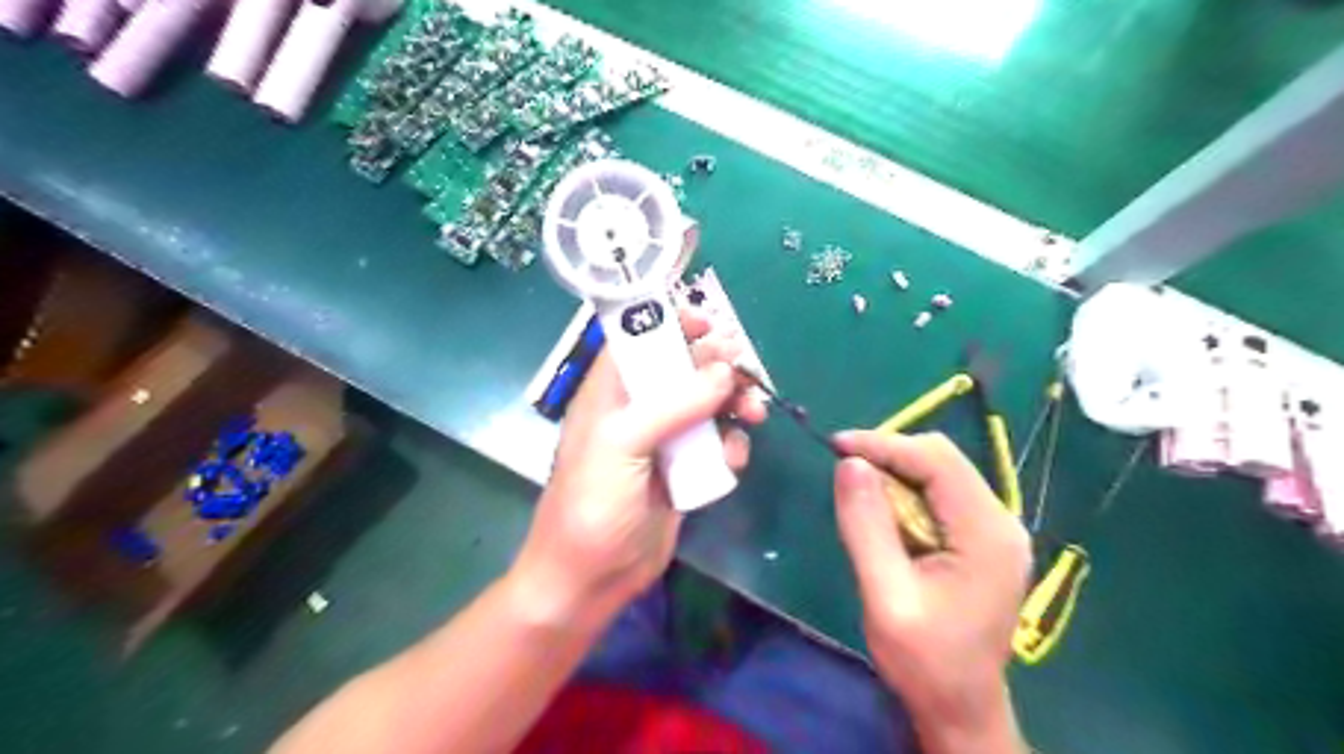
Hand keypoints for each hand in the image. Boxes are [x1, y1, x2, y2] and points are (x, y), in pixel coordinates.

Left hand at [515, 310, 764, 633]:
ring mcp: (664, 441)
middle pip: (684, 370)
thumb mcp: (622, 445)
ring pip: (708, 406)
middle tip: (745, 374)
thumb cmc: (593, 504)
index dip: (672, 324)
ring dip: (734, 404)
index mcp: (611, 393)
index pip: (640, 340)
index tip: (709, 325)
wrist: (592, 579)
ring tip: (753, 414)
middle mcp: (638, 410)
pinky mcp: (685, 471)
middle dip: (717, 367)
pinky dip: (732, 446)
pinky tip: (734, 460)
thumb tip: (723, 371)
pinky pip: (717, 444)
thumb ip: (673, 405)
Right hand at [833, 429, 1031, 748]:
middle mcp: (1001, 521)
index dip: (884, 444)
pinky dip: (906, 491)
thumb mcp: (885, 596)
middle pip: (943, 458)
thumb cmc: (924, 660)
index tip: (836, 446)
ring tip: (857, 490)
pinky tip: (883, 511)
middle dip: (889, 454)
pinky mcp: (983, 538)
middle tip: (844, 470)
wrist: (961, 707)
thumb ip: (866, 526)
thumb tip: (849, 464)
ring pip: (941, 471)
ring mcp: (995, 529)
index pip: (936, 461)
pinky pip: (941, 493)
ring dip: (896, 472)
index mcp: (987, 534)